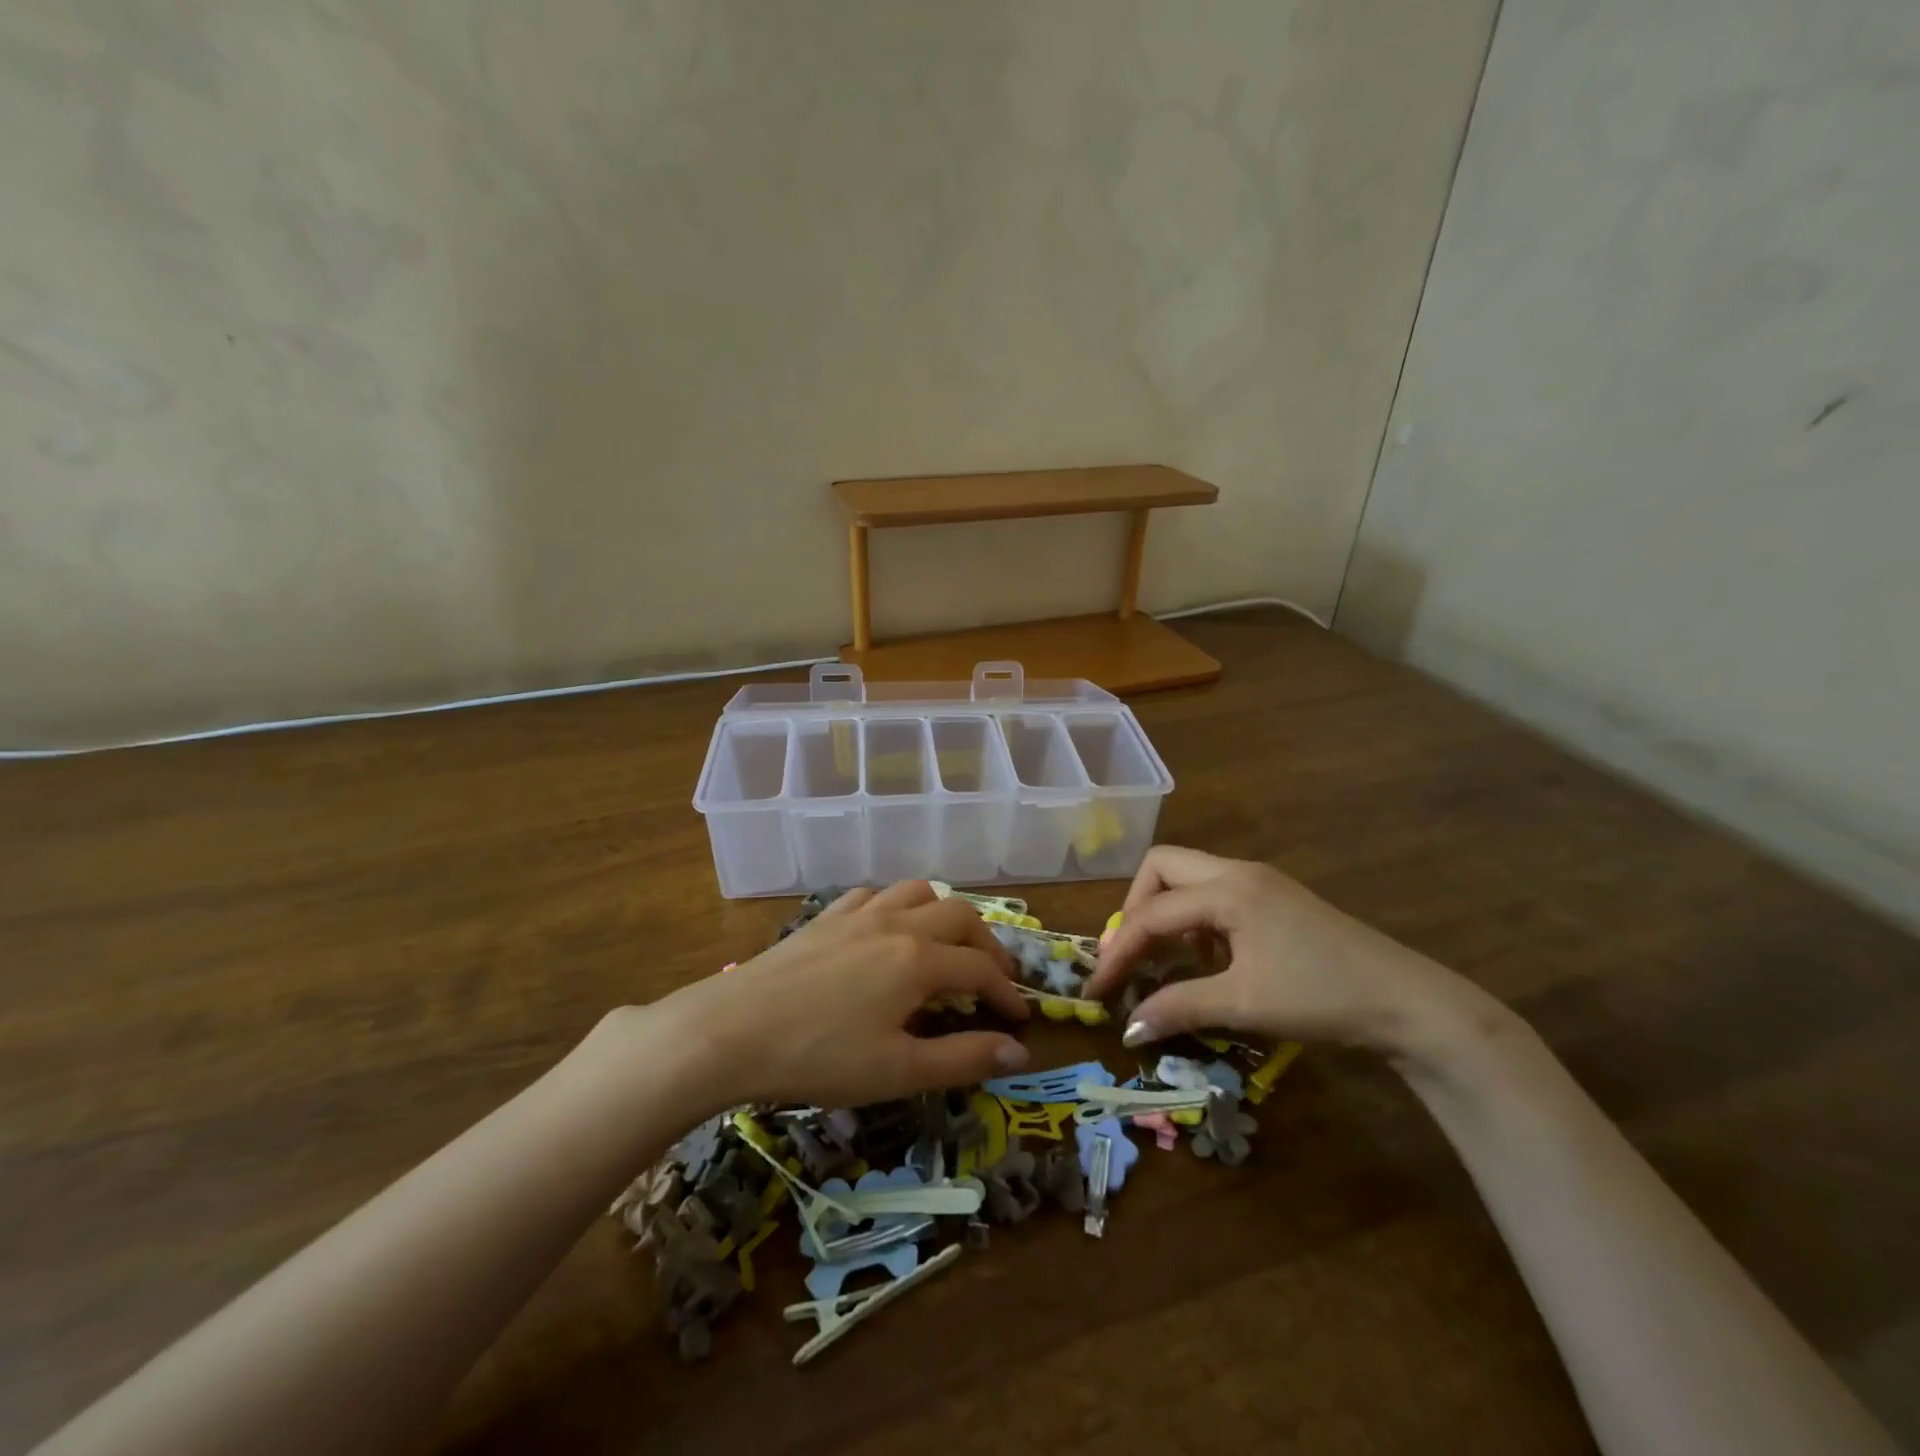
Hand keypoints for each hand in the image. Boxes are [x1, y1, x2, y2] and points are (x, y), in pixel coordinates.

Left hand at [653, 881, 1030, 1108]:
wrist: (731, 1030)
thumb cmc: (819, 1056)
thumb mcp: (898, 1070)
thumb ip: (962, 1058)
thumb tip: (1017, 1050)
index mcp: (919, 960)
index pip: (981, 968)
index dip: (1006, 992)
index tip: (1020, 1018)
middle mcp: (896, 923)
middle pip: (959, 916)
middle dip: (985, 944)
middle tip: (993, 978)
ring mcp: (858, 914)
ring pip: (917, 892)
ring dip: (943, 915)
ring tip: (945, 947)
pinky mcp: (825, 917)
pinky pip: (874, 895)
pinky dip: (895, 907)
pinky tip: (885, 931)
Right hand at [1082, 846, 1468, 1051]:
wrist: (1408, 1003)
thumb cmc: (1321, 996)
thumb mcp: (1244, 1004)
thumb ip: (1179, 1008)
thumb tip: (1127, 1029)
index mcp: (1227, 889)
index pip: (1152, 913)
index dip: (1118, 951)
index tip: (1097, 989)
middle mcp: (1237, 872)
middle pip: (1162, 868)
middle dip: (1135, 909)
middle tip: (1129, 955)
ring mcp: (1259, 882)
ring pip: (1188, 878)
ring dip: (1165, 914)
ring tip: (1162, 961)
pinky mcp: (1274, 899)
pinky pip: (1214, 895)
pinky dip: (1194, 921)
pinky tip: (1205, 959)